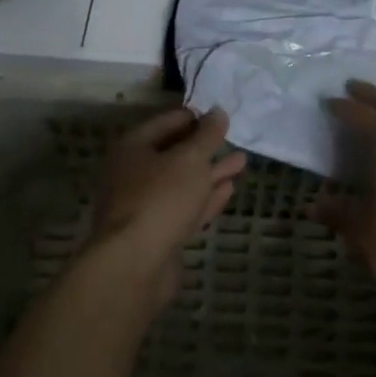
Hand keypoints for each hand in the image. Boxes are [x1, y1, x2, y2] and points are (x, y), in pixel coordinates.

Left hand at [91, 106, 246, 304]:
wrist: (134, 264)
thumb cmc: (160, 198)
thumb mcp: (190, 159)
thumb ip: (207, 135)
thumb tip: (218, 112)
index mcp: (133, 147)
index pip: (168, 122)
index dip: (195, 117)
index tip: (221, 117)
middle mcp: (134, 173)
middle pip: (174, 153)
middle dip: (206, 147)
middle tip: (235, 139)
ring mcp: (144, 205)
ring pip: (182, 182)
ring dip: (211, 172)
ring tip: (241, 162)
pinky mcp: (157, 233)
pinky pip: (184, 207)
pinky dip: (205, 197)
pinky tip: (228, 189)